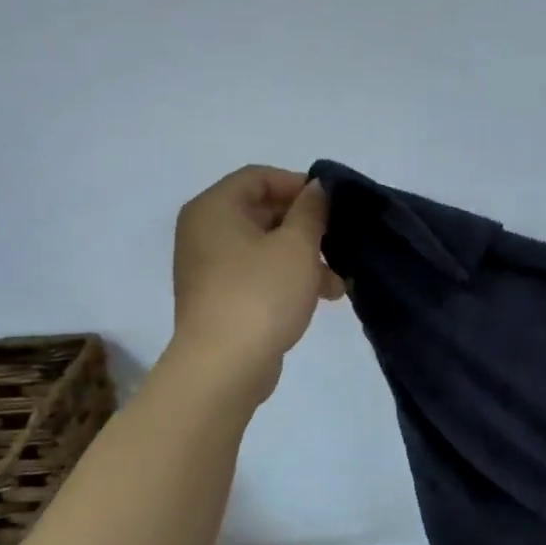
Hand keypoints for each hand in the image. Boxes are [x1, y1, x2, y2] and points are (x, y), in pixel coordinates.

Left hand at [169, 166, 342, 400]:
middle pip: (262, 211)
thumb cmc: (261, 294)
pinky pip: (259, 274)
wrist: (224, 367)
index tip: (333, 204)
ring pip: (265, 246)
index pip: (259, 177)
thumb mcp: (297, 245)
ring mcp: (210, 267)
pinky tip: (323, 296)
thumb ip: (311, 210)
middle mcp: (205, 232)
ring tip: (338, 279)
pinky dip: (289, 278)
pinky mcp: (221, 298)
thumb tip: (317, 188)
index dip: (299, 184)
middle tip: (340, 240)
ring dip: (304, 256)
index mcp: (214, 209)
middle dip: (307, 225)